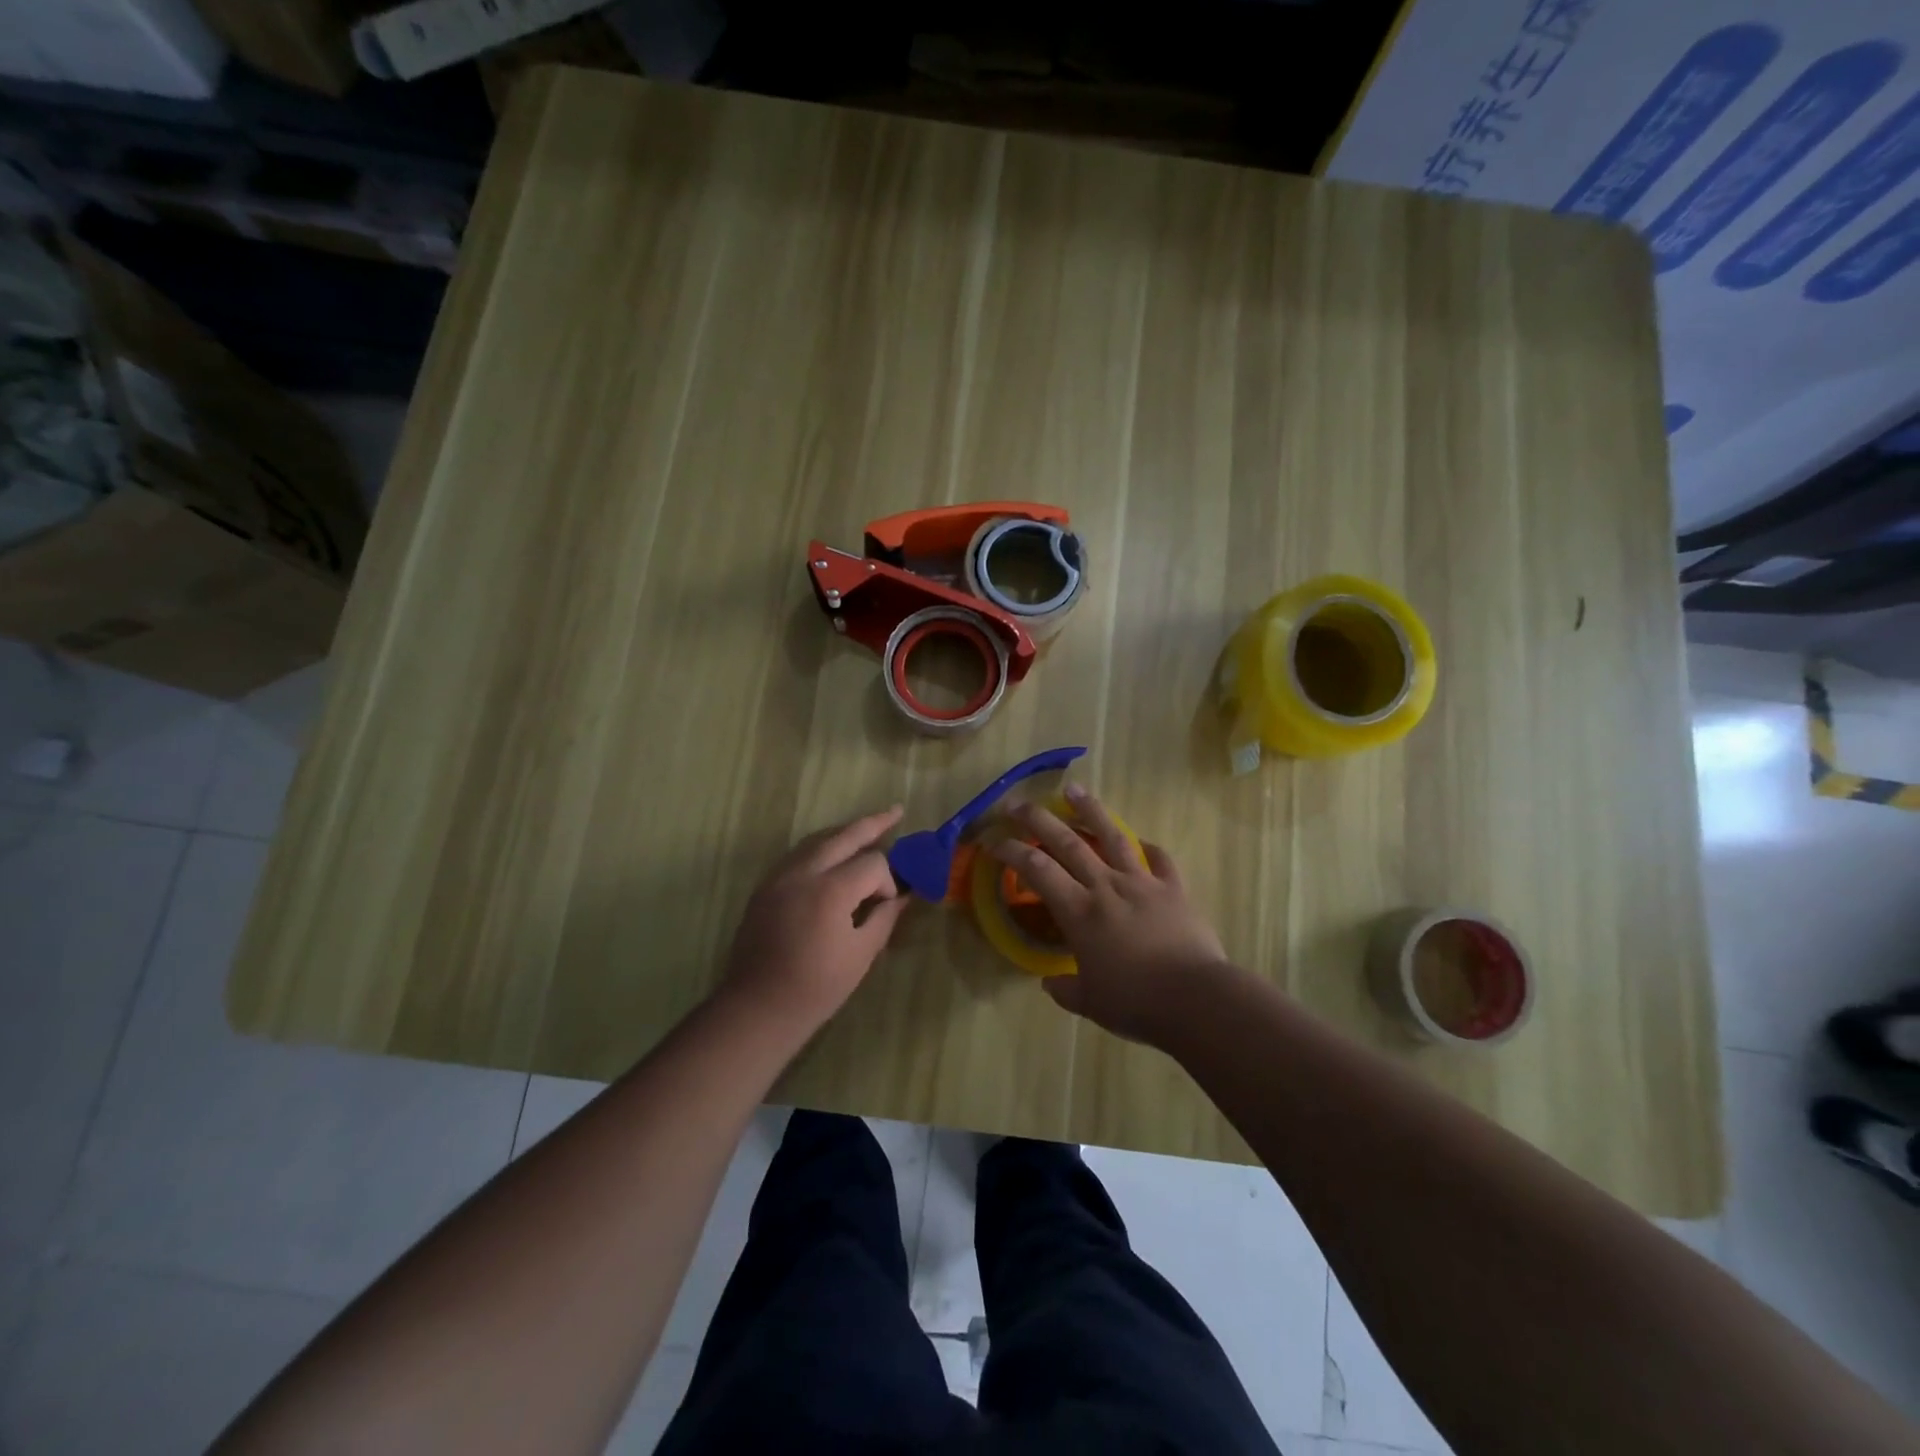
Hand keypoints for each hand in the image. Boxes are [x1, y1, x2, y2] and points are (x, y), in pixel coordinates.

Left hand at [719, 806, 911, 1028]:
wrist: (758, 1007)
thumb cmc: (816, 988)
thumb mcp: (861, 955)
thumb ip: (884, 917)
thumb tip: (902, 896)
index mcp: (830, 890)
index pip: (872, 863)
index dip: (888, 882)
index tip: (888, 907)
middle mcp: (803, 872)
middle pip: (843, 835)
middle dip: (873, 823)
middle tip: (896, 811)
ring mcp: (779, 876)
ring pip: (817, 839)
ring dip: (844, 833)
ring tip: (868, 830)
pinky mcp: (765, 886)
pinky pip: (798, 854)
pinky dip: (821, 848)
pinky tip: (833, 856)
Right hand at [990, 785, 1229, 1044]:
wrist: (1197, 998)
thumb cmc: (1136, 1002)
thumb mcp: (1091, 1003)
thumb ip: (1066, 989)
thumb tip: (1050, 983)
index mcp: (1080, 912)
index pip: (1037, 870)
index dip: (1012, 851)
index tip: (994, 841)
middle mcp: (1106, 887)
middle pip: (1068, 842)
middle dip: (1038, 819)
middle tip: (1018, 803)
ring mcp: (1143, 883)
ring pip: (1113, 836)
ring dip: (1091, 811)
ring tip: (1074, 789)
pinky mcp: (1174, 889)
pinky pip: (1160, 860)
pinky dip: (1149, 848)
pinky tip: (1143, 841)